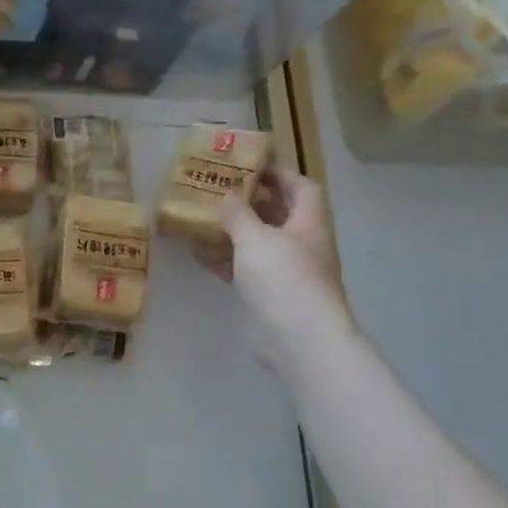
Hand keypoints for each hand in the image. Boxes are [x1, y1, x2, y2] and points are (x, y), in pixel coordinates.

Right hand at [218, 168, 353, 372]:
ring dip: (234, 232)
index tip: (249, 168)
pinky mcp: (269, 294)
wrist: (298, 338)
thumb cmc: (283, 278)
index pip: (302, 187)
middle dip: (251, 202)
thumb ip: (238, 214)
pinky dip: (225, 259)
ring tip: (202, 219)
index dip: (279, 174)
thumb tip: (227, 194)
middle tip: (218, 192)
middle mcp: (302, 244)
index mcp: (309, 223)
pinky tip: (199, 253)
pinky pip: (245, 268)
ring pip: (258, 242)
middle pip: (279, 214)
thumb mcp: (255, 238)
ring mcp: (286, 271)